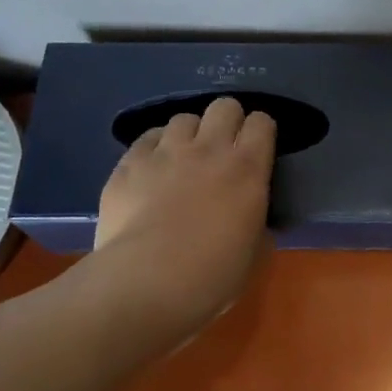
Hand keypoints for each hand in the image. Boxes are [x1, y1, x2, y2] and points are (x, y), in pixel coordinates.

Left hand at [91, 96, 276, 339]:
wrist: (146, 284)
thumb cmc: (212, 276)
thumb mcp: (254, 254)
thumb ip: (257, 226)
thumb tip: (252, 221)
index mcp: (248, 169)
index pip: (262, 122)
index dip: (261, 132)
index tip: (258, 150)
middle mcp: (209, 149)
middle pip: (224, 106)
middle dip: (228, 122)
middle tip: (223, 149)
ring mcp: (166, 152)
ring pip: (183, 118)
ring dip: (189, 135)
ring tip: (184, 159)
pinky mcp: (129, 164)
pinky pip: (147, 138)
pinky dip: (155, 148)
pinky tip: (152, 169)